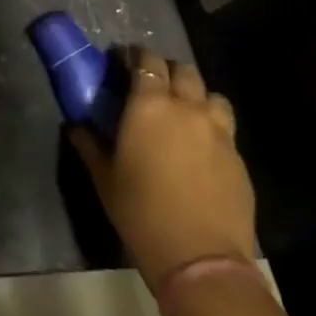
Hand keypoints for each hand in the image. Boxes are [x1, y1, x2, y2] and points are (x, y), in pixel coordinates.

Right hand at [71, 51, 255, 282]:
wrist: (200, 259)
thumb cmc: (141, 212)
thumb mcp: (104, 177)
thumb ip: (89, 145)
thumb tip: (76, 127)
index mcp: (149, 105)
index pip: (147, 60)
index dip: (136, 57)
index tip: (124, 63)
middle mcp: (186, 108)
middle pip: (183, 70)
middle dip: (168, 71)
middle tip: (153, 87)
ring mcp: (218, 132)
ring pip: (211, 95)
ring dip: (196, 97)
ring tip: (184, 114)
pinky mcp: (239, 158)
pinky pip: (225, 128)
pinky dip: (212, 128)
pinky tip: (201, 150)